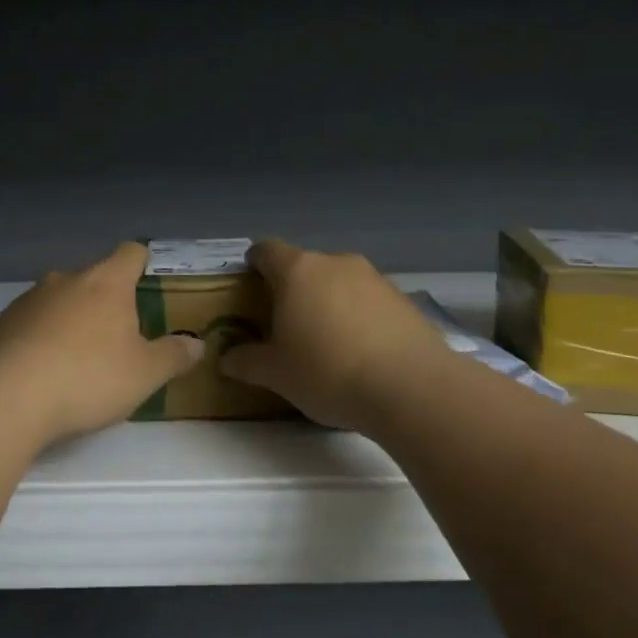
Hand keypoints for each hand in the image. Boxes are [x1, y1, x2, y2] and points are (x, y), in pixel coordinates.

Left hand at [0, 242, 203, 444]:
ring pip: (57, 300)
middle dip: (105, 300)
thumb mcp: (145, 374)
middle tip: (116, 336)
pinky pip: (27, 325)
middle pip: (92, 278)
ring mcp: (27, 300)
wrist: (6, 398)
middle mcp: (65, 280)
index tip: (148, 279)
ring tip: (75, 358)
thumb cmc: (88, 377)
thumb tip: (197, 344)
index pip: (131, 253)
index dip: (142, 262)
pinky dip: (36, 340)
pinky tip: (38, 373)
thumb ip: (174, 356)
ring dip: (68, 319)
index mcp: (106, 283)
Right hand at [218, 239, 446, 430]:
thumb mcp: (276, 374)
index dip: (255, 262)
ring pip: (339, 282)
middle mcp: (336, 263)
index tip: (249, 280)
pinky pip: (368, 300)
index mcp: (298, 271)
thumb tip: (226, 358)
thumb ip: (245, 361)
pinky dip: (358, 316)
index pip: (267, 250)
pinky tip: (360, 350)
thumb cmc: (328, 371)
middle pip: (305, 266)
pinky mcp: (403, 299)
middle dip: (292, 288)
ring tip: (325, 340)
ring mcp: (374, 278)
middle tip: (283, 322)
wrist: (411, 387)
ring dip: (328, 301)